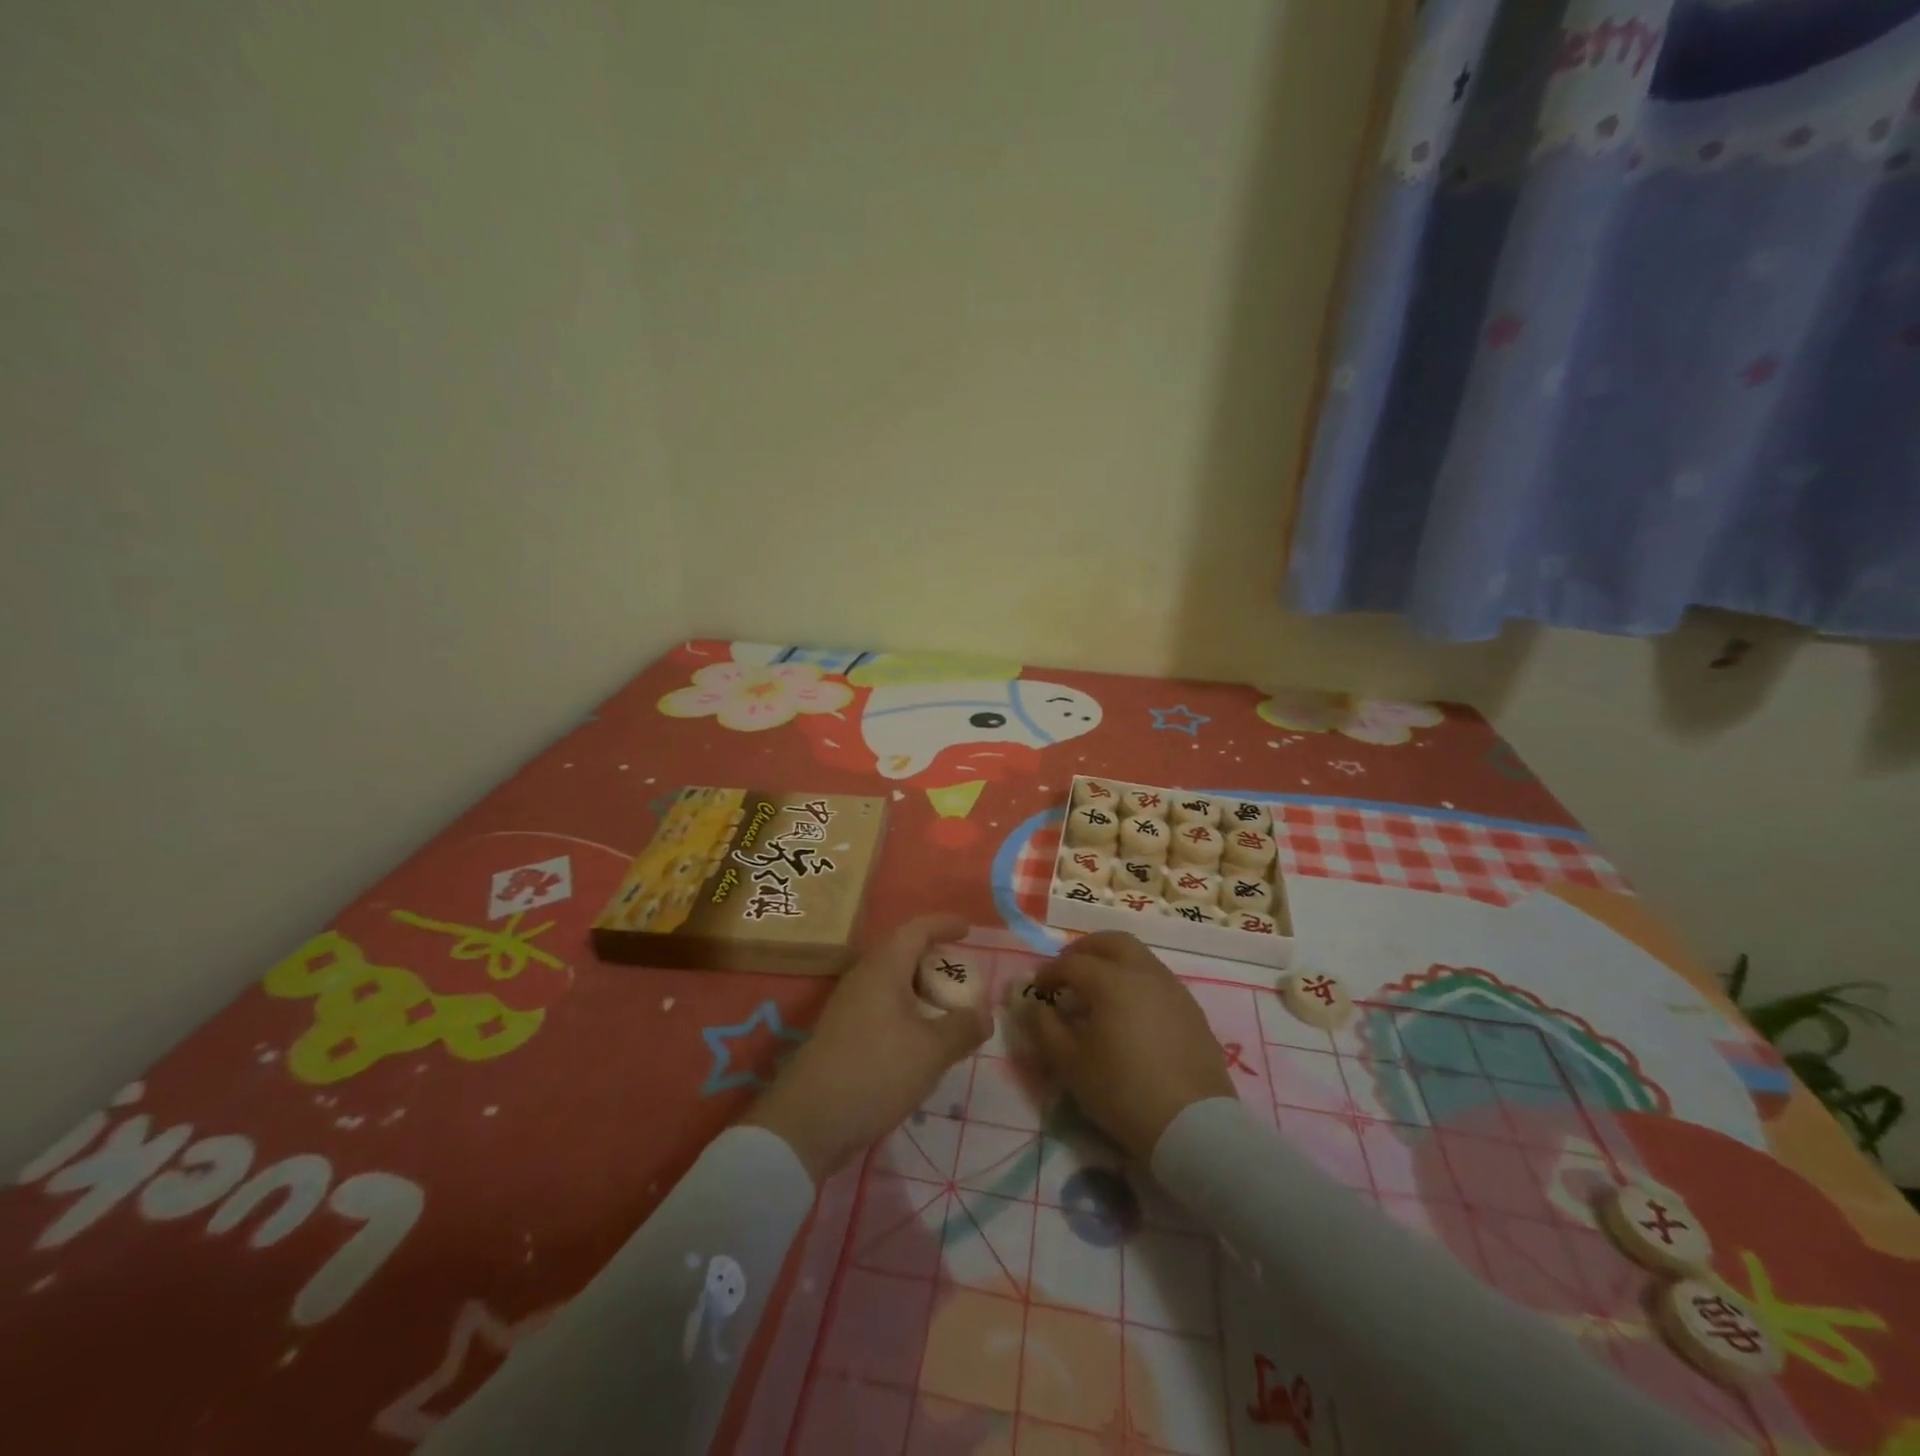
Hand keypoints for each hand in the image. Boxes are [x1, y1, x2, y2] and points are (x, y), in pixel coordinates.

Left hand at [741, 914, 991, 1181]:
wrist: (809, 1121)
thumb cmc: (876, 1071)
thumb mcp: (932, 1051)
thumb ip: (963, 1027)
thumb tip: (984, 1015)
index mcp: (884, 968)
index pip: (916, 929)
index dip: (943, 924)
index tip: (968, 929)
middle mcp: (863, 978)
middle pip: (902, 953)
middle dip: (934, 959)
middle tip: (962, 976)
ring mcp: (849, 1006)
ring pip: (891, 982)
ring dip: (920, 988)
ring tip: (947, 1008)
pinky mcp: (843, 1033)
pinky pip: (882, 1006)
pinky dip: (907, 1011)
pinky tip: (921, 1039)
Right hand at [1021, 931, 1233, 1161]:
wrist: (1193, 1127)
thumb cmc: (1123, 1092)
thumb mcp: (1071, 1065)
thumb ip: (1045, 1028)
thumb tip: (1032, 1005)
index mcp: (1112, 981)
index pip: (1072, 963)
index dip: (1050, 972)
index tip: (1037, 987)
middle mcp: (1144, 973)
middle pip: (1112, 942)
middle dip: (1086, 949)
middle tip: (1069, 969)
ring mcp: (1174, 989)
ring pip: (1140, 957)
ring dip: (1114, 962)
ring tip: (1099, 990)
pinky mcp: (1193, 1010)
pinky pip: (1158, 980)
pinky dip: (1137, 981)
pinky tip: (1131, 1011)